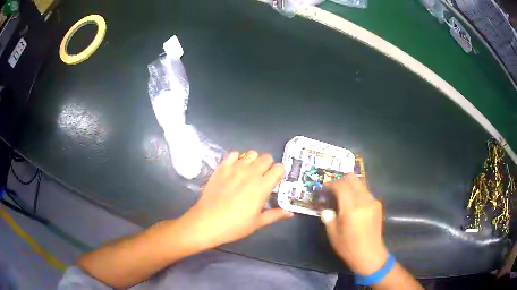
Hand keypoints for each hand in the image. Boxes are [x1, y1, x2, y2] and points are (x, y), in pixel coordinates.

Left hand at [181, 151, 292, 248]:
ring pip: (251, 153)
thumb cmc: (234, 226)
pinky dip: (237, 158)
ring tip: (249, 172)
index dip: (279, 173)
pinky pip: (233, 154)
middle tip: (262, 178)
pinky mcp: (221, 167)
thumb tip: (290, 213)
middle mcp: (251, 173)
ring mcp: (235, 168)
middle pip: (266, 157)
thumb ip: (275, 215)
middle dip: (268, 166)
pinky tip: (235, 169)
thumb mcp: (257, 223)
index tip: (275, 181)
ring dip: (253, 161)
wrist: (207, 222)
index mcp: (262, 186)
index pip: (279, 168)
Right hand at [321, 174, 388, 275]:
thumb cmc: (349, 247)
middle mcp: (364, 201)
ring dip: (350, 186)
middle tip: (333, 189)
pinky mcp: (378, 205)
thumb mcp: (333, 235)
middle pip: (353, 179)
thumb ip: (329, 218)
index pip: (341, 187)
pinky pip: (365, 192)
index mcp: (352, 209)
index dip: (331, 184)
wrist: (370, 255)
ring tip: (342, 197)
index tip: (324, 187)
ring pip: (360, 184)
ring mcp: (373, 202)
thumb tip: (326, 209)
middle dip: (341, 181)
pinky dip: (357, 192)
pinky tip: (353, 204)